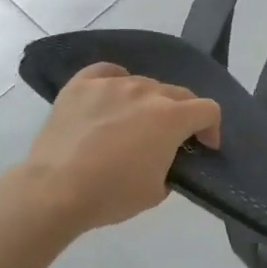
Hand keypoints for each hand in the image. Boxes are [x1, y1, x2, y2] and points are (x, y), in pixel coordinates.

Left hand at [18, 64, 220, 234]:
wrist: (54, 191)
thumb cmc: (111, 195)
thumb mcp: (157, 191)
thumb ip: (172, 166)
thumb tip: (165, 156)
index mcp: (171, 117)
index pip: (208, 109)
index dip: (211, 128)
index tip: (204, 146)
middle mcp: (146, 92)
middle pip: (178, 93)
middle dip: (183, 114)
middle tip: (172, 138)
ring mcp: (112, 84)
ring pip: (143, 84)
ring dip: (149, 102)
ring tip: (135, 123)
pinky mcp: (81, 85)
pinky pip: (108, 72)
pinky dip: (116, 81)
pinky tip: (112, 96)